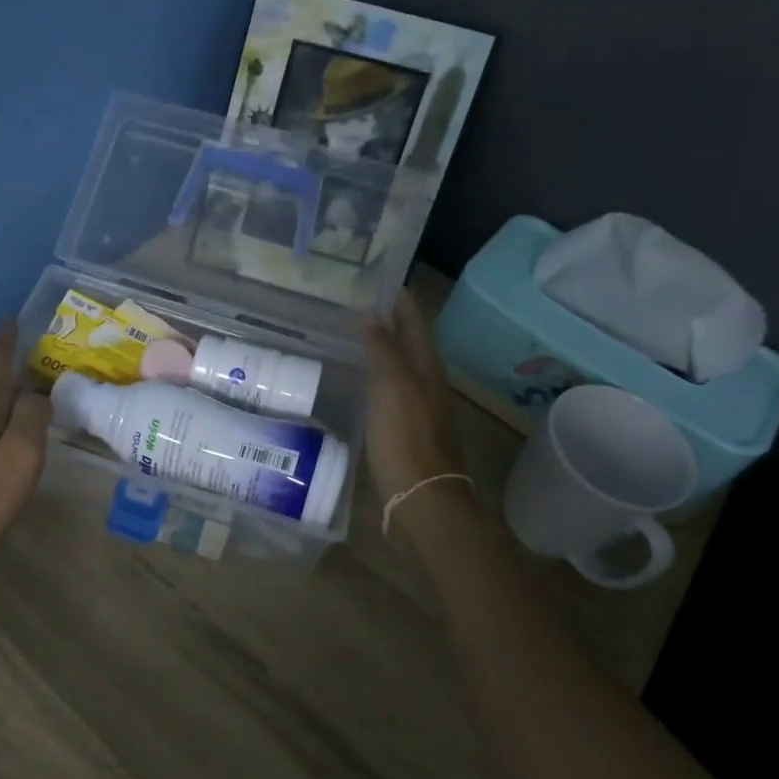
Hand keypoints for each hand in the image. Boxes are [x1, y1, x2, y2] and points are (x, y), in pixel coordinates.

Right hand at [362, 290, 467, 501]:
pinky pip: (391, 391)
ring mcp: (419, 409)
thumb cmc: (407, 441)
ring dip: (381, 349)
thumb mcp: (393, 389)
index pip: (414, 323)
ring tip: (351, 335)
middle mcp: (427, 384)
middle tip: (355, 303)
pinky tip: (357, 381)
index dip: (400, 300)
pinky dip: (376, 376)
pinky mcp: (406, 430)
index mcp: (427, 369)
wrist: (422, 501)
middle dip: (388, 321)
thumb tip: (372, 312)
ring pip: (400, 368)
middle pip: (409, 343)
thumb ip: (383, 350)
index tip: (378, 278)